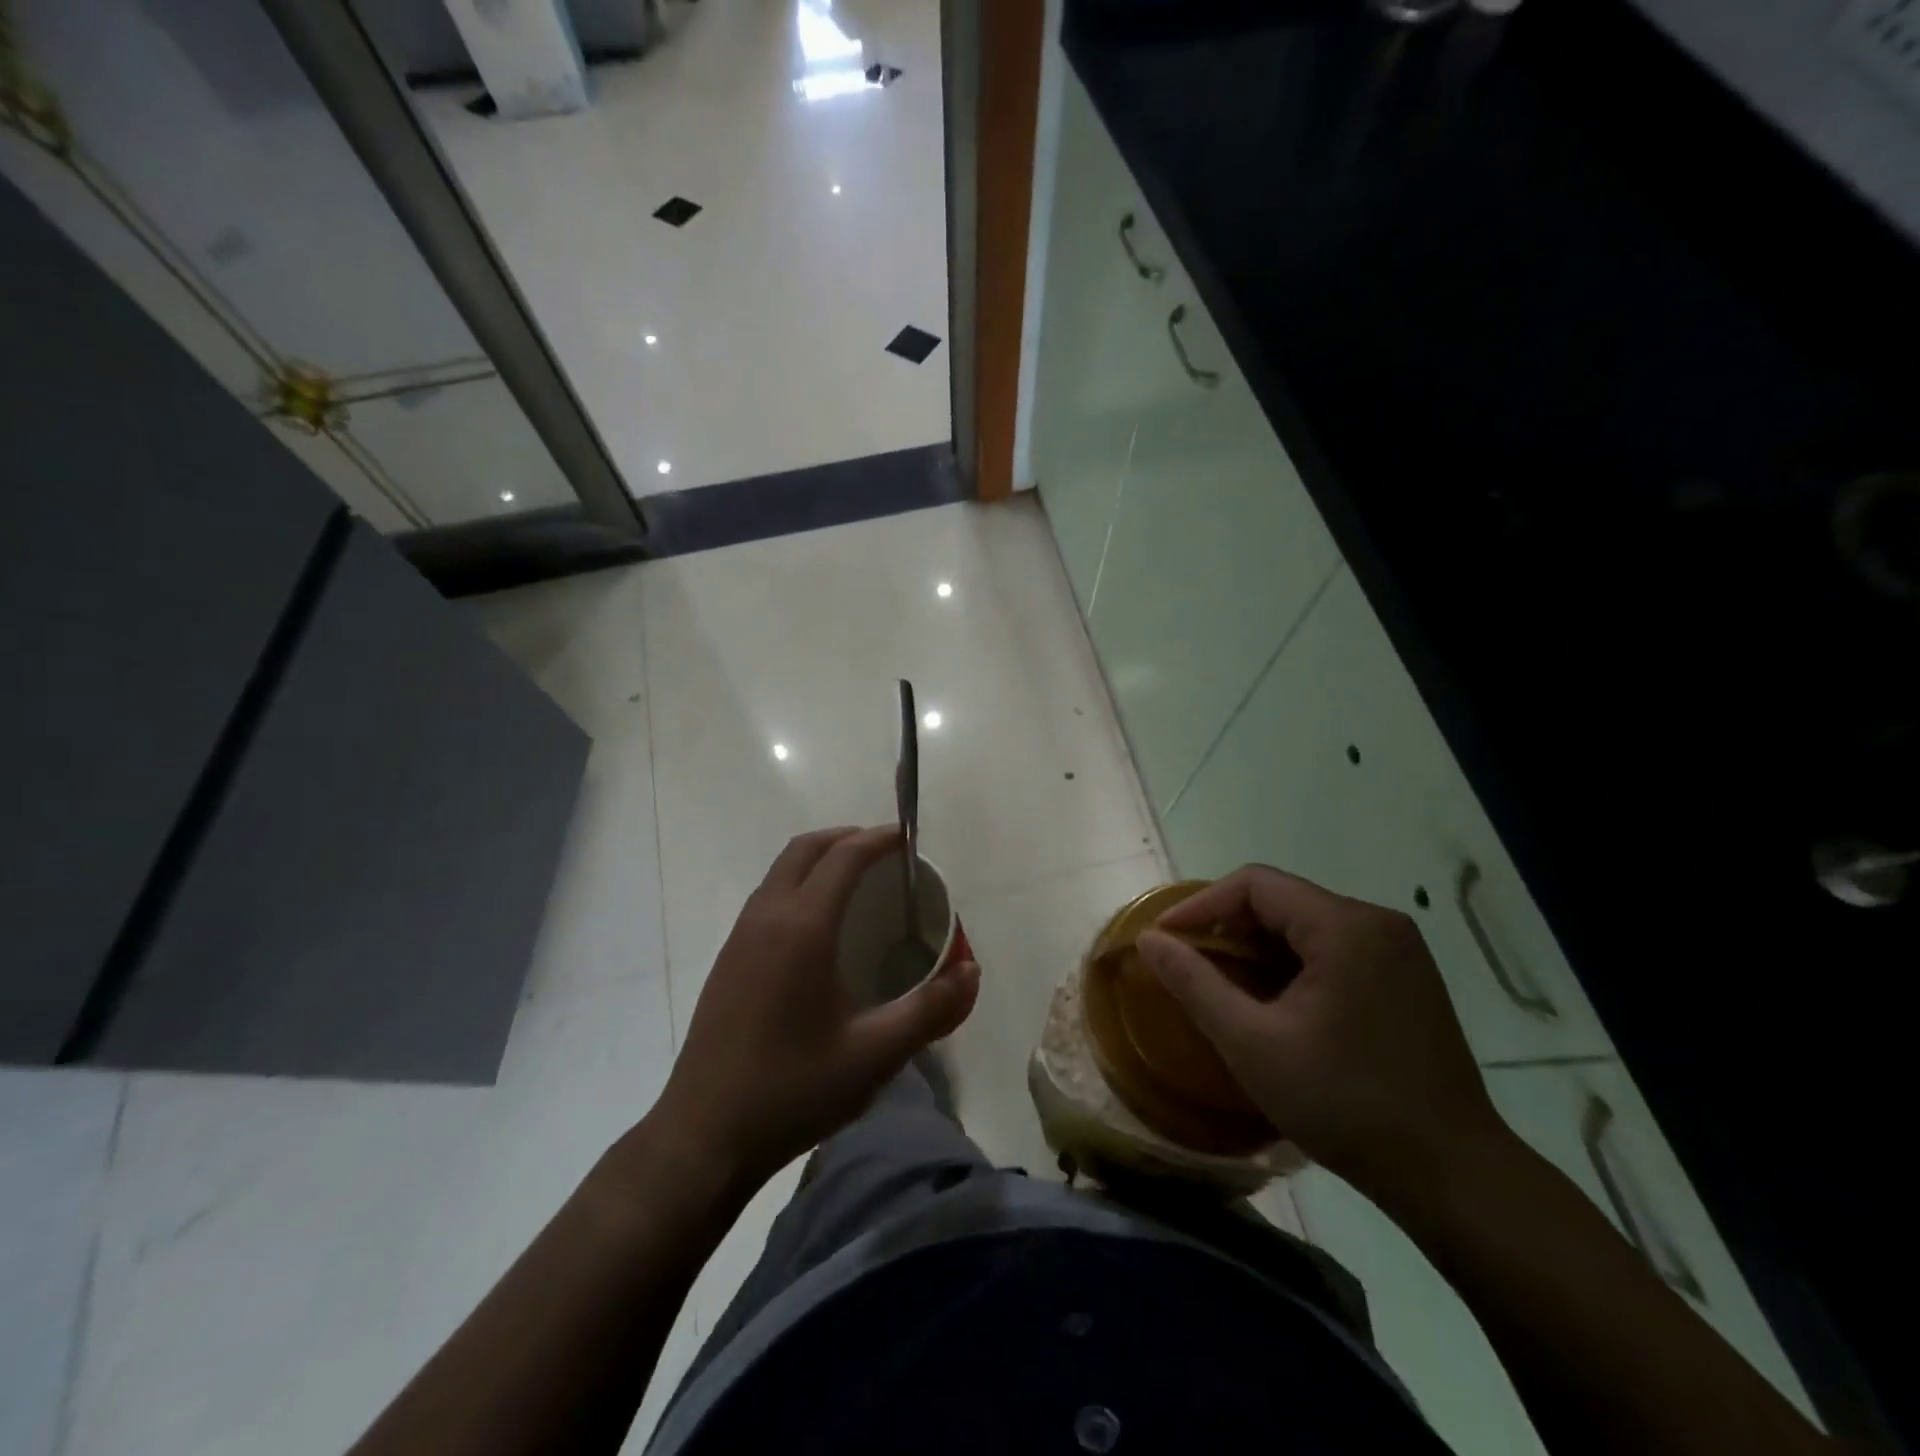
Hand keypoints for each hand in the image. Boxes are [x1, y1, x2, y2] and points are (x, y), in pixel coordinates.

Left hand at [655, 826, 979, 1190]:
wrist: (704, 1135)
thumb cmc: (794, 1089)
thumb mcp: (875, 1055)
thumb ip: (930, 1009)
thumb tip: (971, 972)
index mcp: (803, 927)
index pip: (844, 856)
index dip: (879, 838)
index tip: (909, 838)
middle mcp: (767, 916)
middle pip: (806, 849)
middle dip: (847, 838)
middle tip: (886, 855)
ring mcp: (740, 936)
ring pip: (782, 870)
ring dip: (820, 860)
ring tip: (858, 884)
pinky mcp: (728, 959)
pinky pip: (768, 897)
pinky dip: (799, 885)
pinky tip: (821, 929)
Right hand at [1137, 866, 1503, 1203]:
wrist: (1454, 1176)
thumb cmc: (1345, 1104)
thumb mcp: (1252, 1044)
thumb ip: (1194, 983)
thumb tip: (1148, 940)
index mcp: (1345, 926)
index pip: (1255, 884)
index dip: (1202, 905)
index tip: (1166, 939)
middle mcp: (1377, 923)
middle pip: (1283, 901)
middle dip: (1229, 928)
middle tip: (1190, 965)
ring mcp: (1399, 951)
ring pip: (1307, 926)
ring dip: (1259, 948)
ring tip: (1224, 985)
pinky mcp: (1407, 979)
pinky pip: (1334, 949)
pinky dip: (1292, 964)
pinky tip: (1274, 1003)